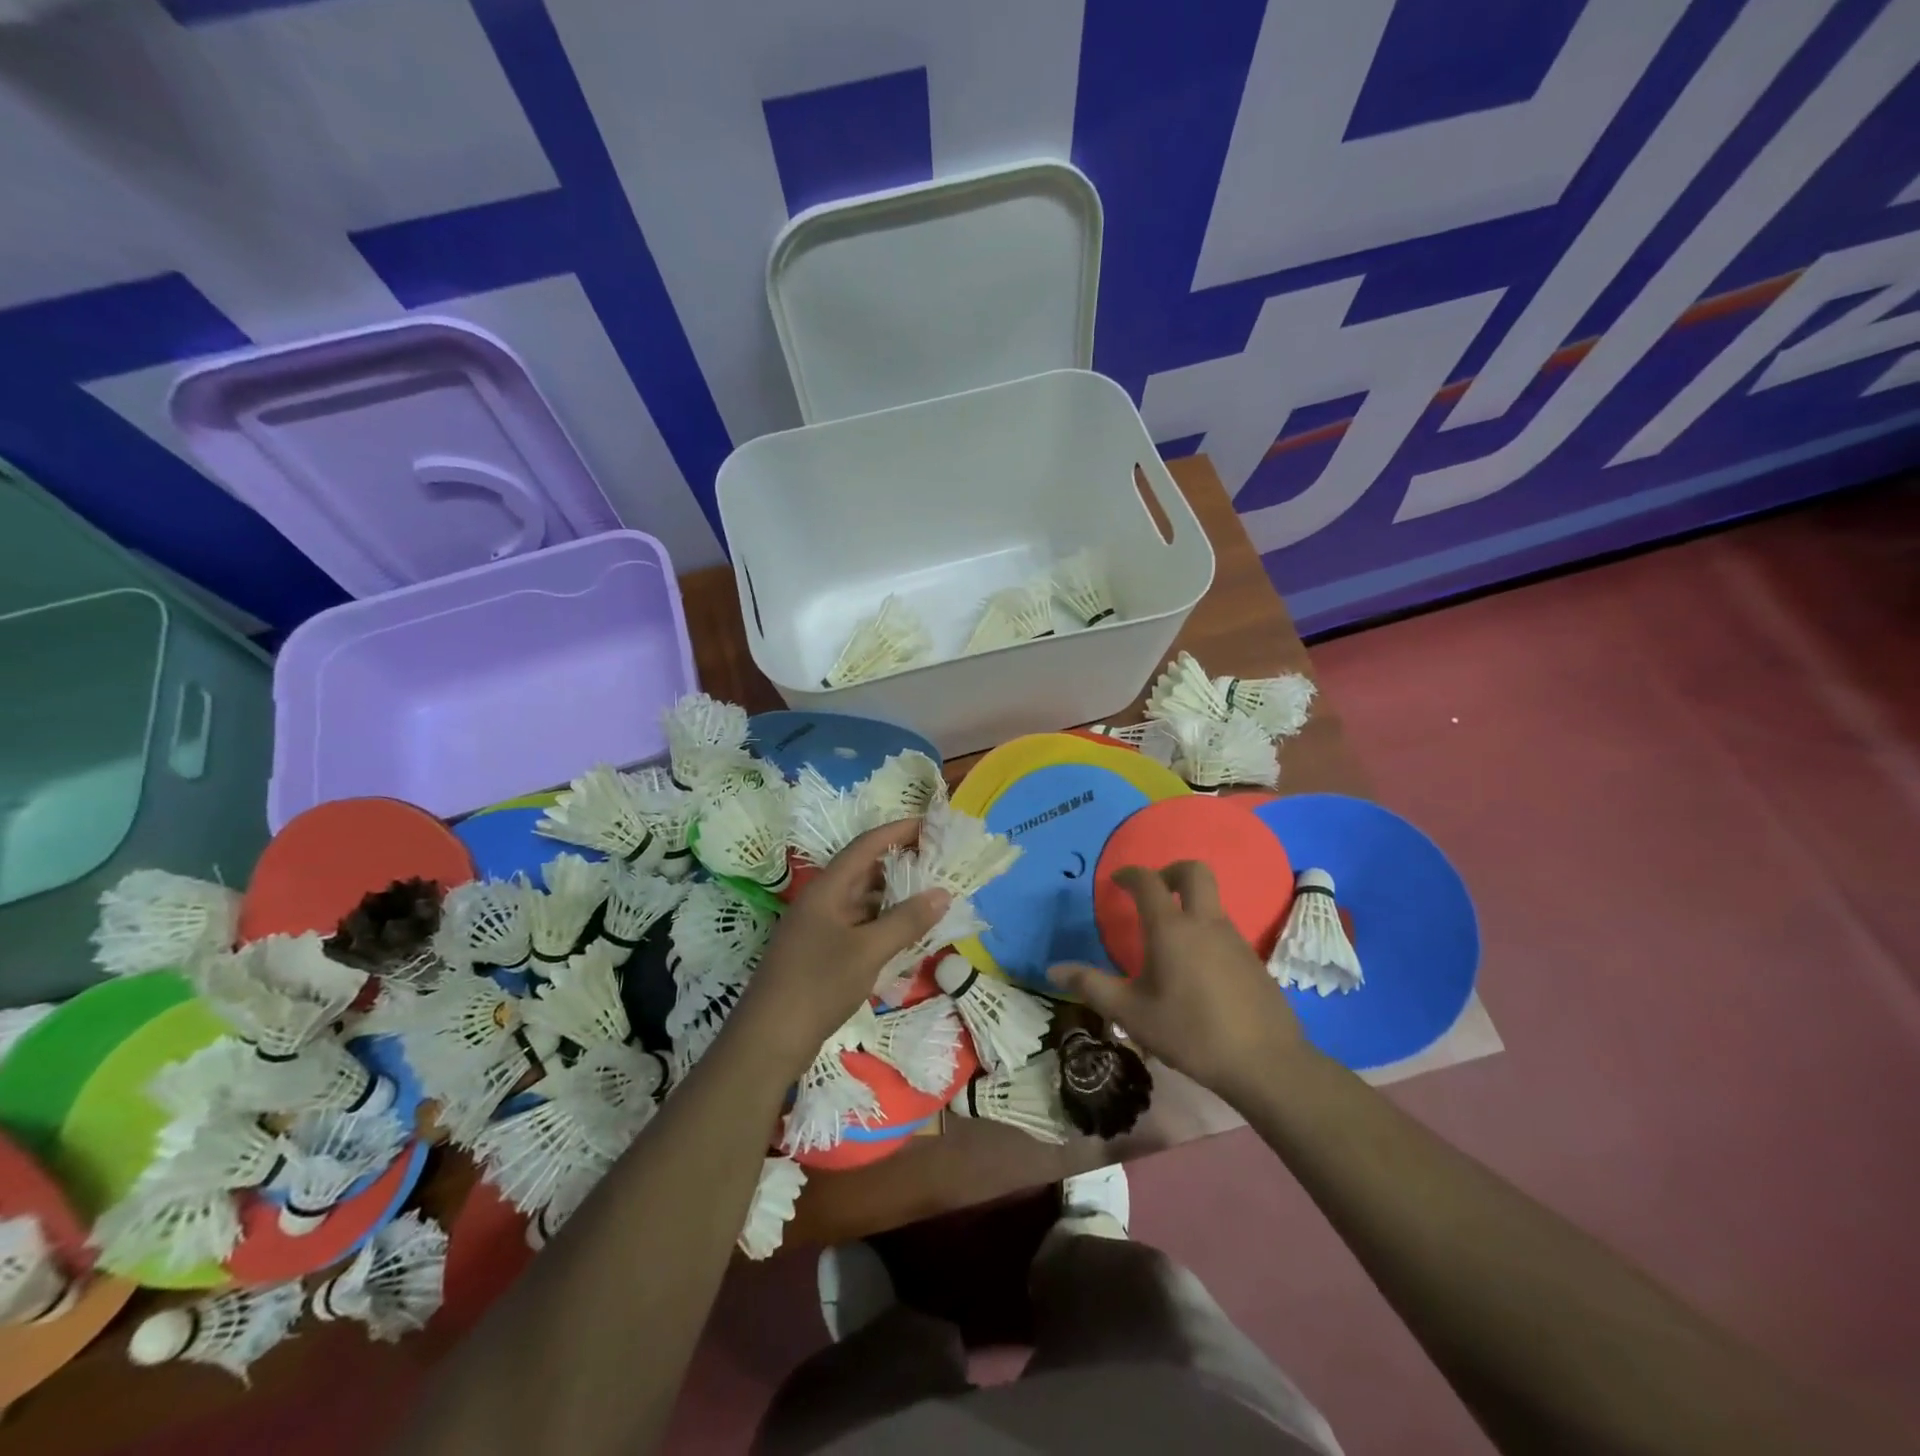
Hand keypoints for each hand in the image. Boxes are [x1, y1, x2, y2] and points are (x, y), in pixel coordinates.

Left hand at [730, 819, 949, 1078]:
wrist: (768, 1040)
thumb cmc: (817, 986)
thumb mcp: (868, 952)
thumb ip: (906, 921)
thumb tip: (943, 893)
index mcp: (827, 889)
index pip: (866, 845)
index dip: (898, 831)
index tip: (931, 825)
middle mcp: (822, 901)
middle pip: (865, 870)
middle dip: (901, 863)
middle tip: (938, 862)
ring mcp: (820, 927)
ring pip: (863, 899)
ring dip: (894, 895)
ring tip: (931, 895)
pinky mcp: (821, 952)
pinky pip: (859, 924)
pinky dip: (884, 922)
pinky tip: (907, 932)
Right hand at [1049, 862, 1306, 1103]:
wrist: (1265, 1062)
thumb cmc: (1190, 1033)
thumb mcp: (1132, 1013)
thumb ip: (1091, 986)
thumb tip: (1053, 969)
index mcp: (1171, 928)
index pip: (1148, 881)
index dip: (1129, 874)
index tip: (1115, 881)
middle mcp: (1205, 922)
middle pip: (1194, 872)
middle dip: (1170, 871)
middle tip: (1152, 892)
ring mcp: (1234, 938)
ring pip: (1212, 901)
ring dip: (1189, 904)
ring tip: (1168, 939)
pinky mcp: (1253, 959)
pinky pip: (1224, 929)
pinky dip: (1205, 932)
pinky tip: (1196, 971)